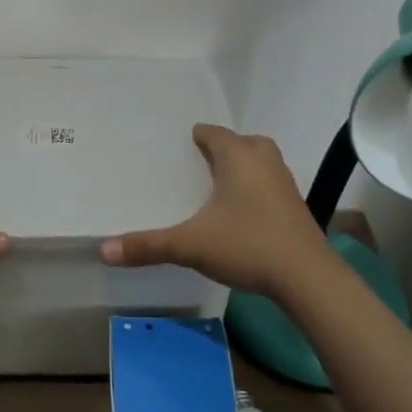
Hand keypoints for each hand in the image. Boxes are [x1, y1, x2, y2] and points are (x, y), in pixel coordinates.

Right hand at [99, 124, 328, 298]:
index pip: (213, 133)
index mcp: (238, 156)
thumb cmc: (248, 245)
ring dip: (242, 167)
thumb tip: (103, 250)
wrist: (308, 278)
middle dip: (222, 149)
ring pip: (260, 162)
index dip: (196, 136)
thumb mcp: (191, 245)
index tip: (180, 144)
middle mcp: (264, 161)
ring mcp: (284, 182)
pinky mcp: (296, 206)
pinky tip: (241, 211)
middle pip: (242, 142)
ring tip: (217, 185)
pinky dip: (255, 188)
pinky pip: (270, 183)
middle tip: (198, 164)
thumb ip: (148, 246)